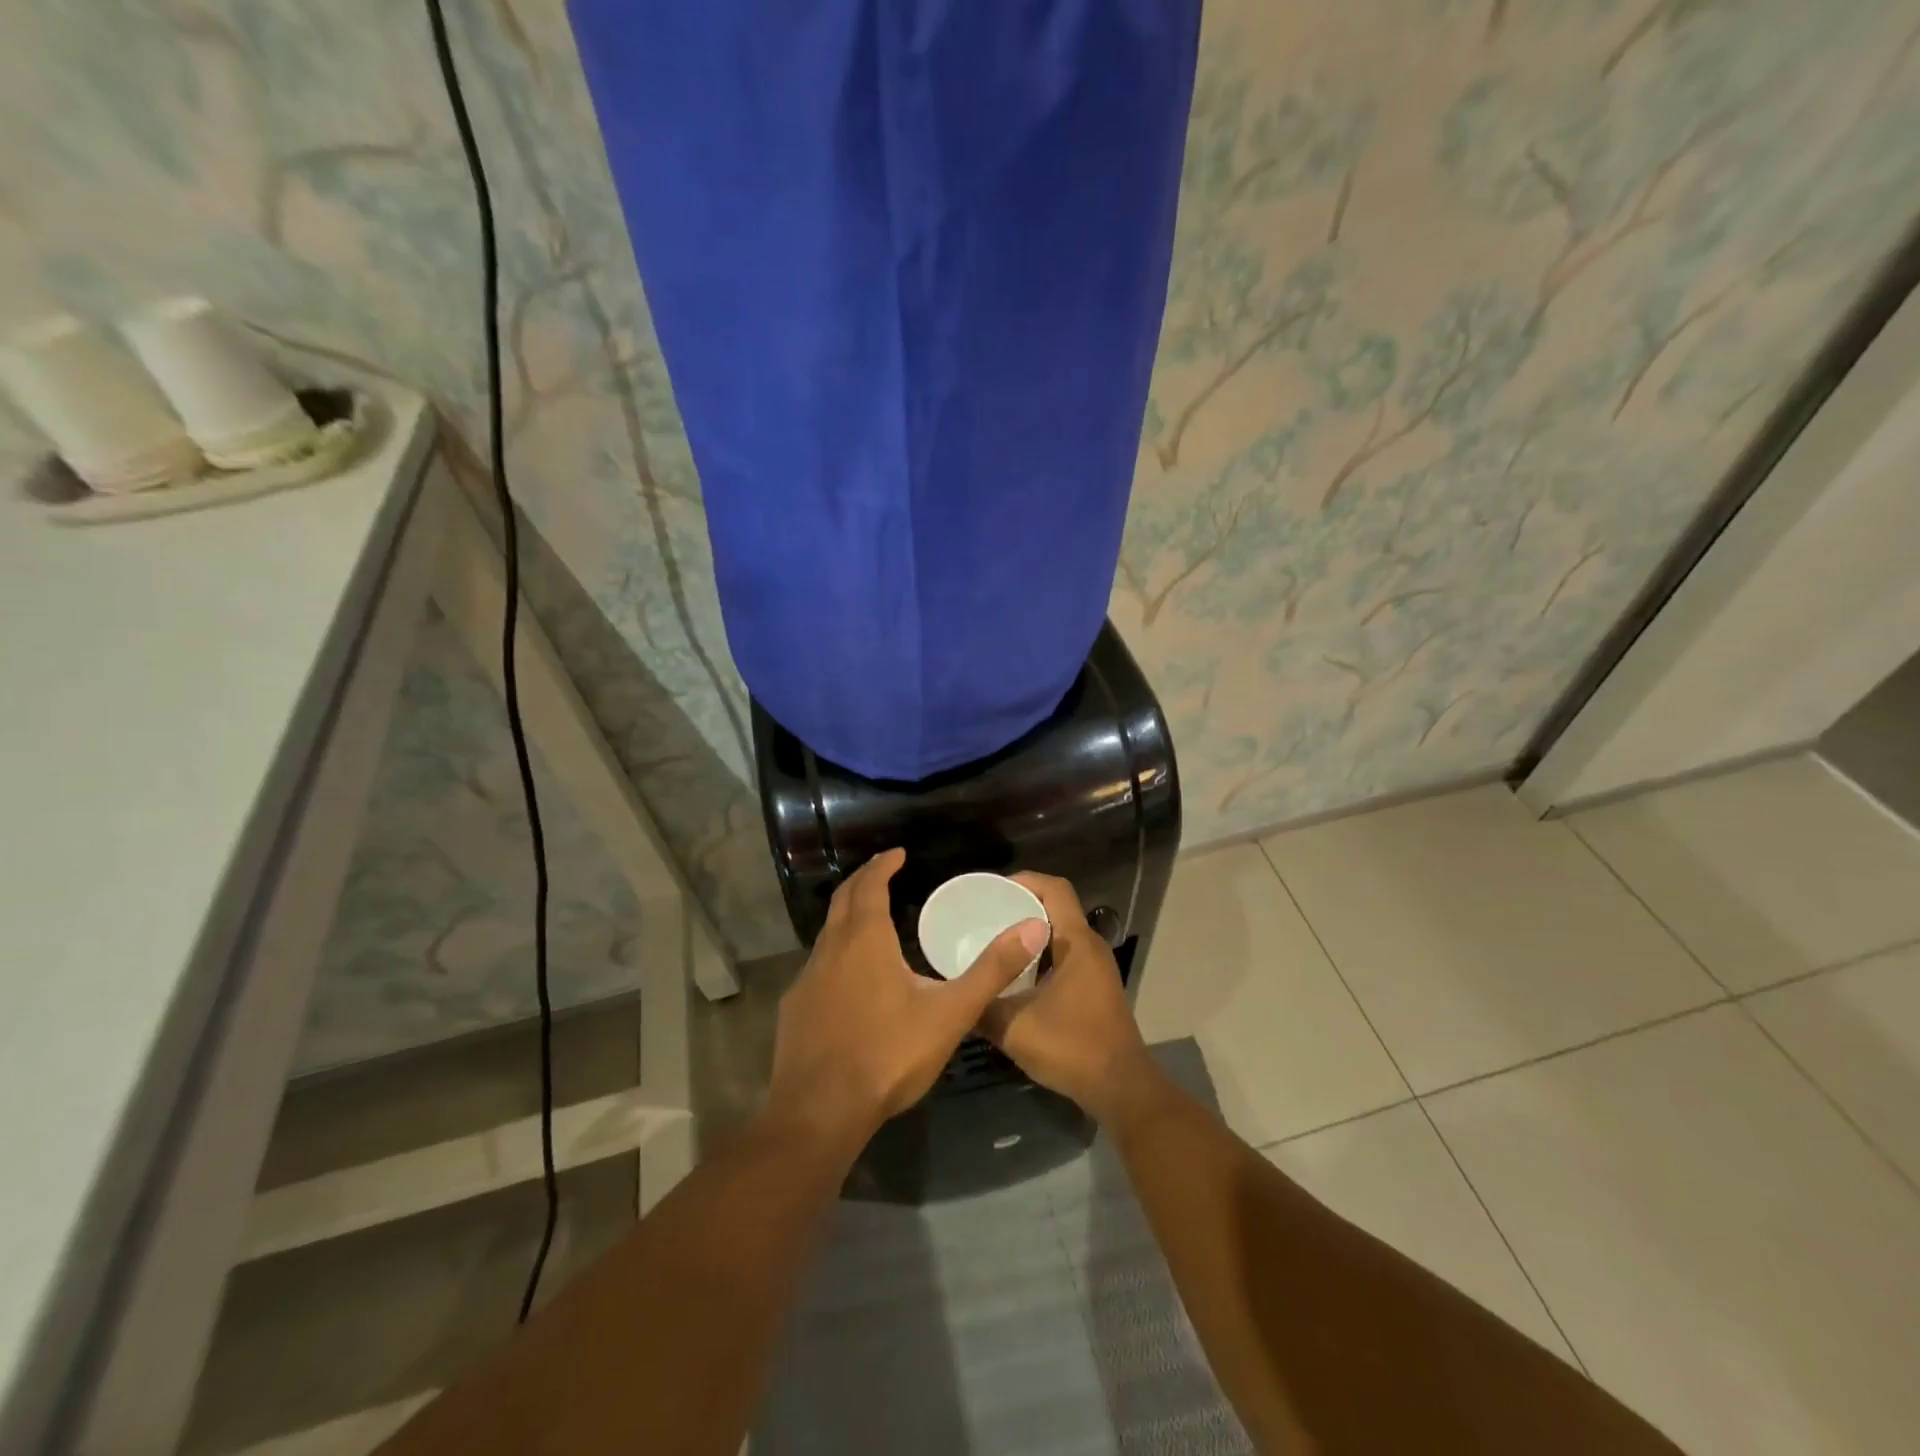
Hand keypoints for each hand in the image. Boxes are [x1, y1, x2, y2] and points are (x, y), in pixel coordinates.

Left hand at [766, 848, 1047, 1146]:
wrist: (819, 1112)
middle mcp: (831, 948)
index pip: (870, 885)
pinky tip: (848, 977)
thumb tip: (1033, 927)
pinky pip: (817, 964)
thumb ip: (992, 970)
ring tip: (870, 918)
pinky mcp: (795, 1007)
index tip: (897, 853)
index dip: (883, 865)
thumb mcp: (950, 1013)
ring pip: (827, 931)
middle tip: (882, 871)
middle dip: (863, 880)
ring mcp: (807, 978)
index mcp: (865, 939)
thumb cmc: (888, 1054)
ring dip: (847, 915)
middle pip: (843, 900)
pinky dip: (835, 951)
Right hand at [977, 872, 1159, 1123]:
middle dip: (1021, 906)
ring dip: (1030, 934)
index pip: (1055, 889)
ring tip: (995, 943)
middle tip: (985, 915)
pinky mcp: (1095, 990)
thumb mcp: (1015, 1028)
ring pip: (1060, 935)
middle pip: (1057, 908)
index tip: (992, 890)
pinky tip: (1015, 978)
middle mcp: (1091, 948)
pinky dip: (1040, 957)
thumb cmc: (1072, 1048)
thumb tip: (956, 994)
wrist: (1121, 1090)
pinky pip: (1065, 957)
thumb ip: (982, 1007)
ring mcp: (1096, 970)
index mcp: (1077, 943)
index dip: (1025, 880)